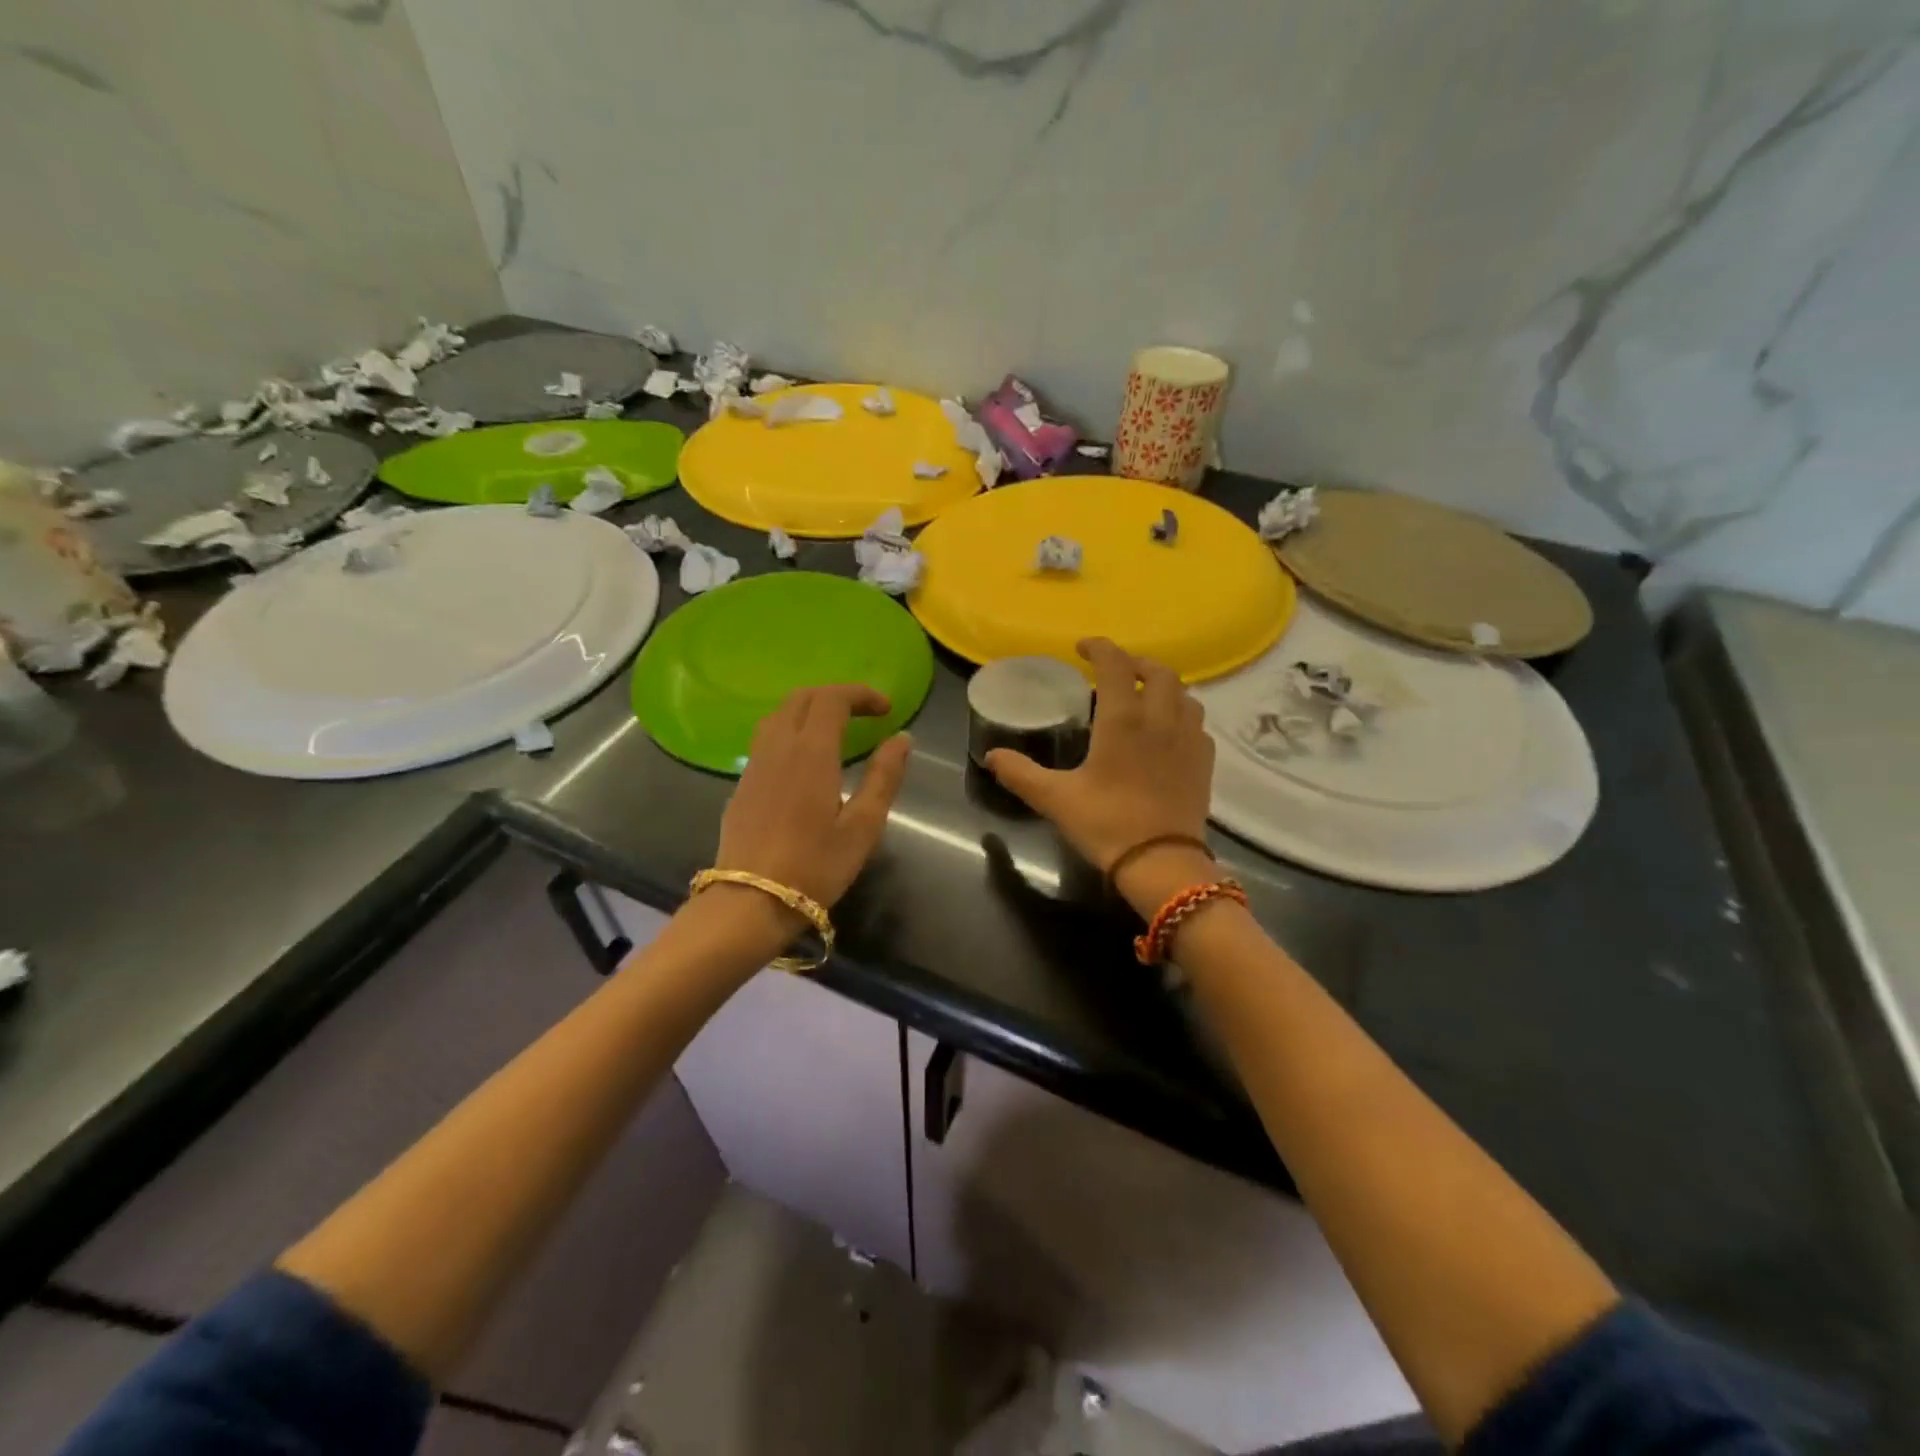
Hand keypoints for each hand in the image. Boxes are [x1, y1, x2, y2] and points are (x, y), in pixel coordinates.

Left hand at [715, 685, 912, 910]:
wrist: (750, 902)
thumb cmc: (815, 866)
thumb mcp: (863, 826)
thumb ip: (884, 777)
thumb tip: (902, 738)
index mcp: (811, 751)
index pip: (832, 699)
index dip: (861, 695)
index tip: (886, 709)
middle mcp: (778, 747)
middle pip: (802, 698)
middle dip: (836, 696)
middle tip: (865, 714)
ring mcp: (754, 764)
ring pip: (779, 715)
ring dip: (809, 709)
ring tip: (835, 730)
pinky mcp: (742, 784)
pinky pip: (766, 739)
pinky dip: (791, 730)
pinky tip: (804, 760)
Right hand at [984, 639, 1216, 915]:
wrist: (1162, 863)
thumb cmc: (1106, 824)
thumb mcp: (1055, 798)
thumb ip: (1020, 773)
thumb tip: (992, 756)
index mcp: (1123, 719)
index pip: (1115, 665)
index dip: (1099, 648)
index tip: (1082, 647)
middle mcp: (1160, 718)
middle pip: (1159, 671)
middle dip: (1135, 663)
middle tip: (1114, 671)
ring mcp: (1189, 739)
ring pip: (1184, 694)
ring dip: (1162, 686)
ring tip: (1143, 696)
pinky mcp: (1204, 761)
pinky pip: (1197, 722)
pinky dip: (1181, 714)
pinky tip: (1168, 731)